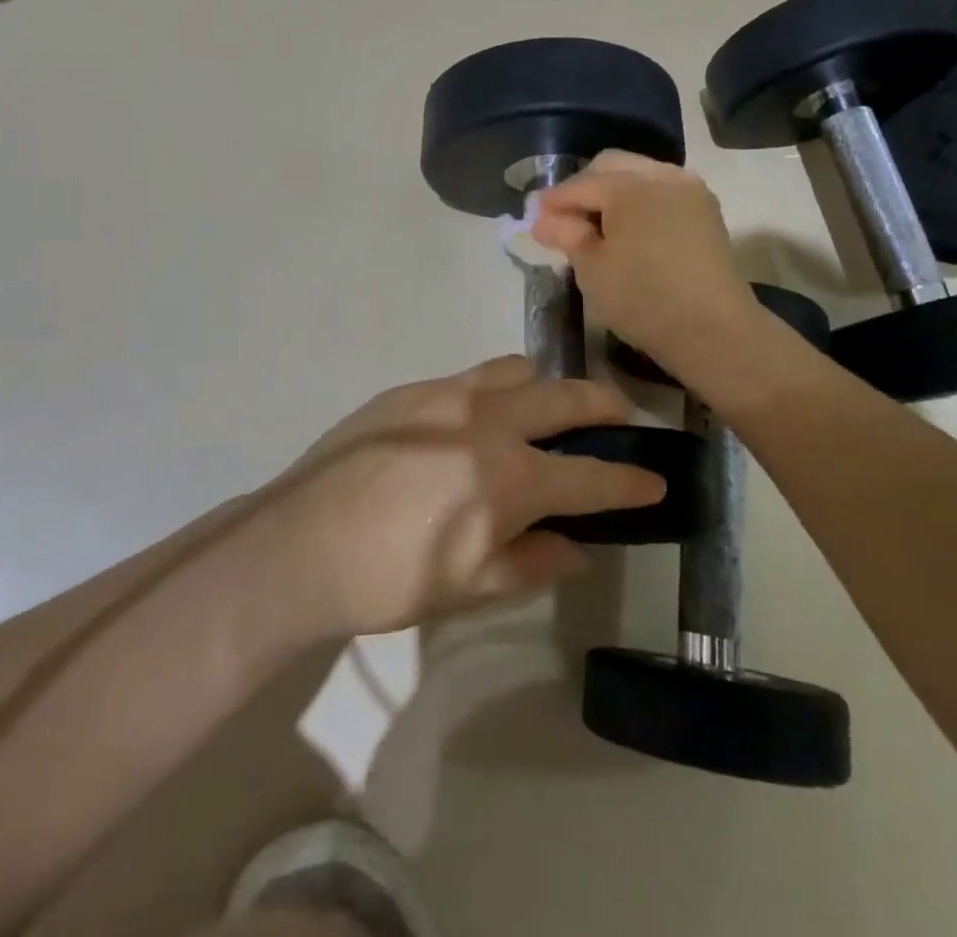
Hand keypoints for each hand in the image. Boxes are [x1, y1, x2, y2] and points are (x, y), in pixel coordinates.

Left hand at [267, 357, 663, 634]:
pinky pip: (471, 376)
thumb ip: (533, 562)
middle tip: (621, 416)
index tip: (657, 479)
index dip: (631, 482)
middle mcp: (487, 421)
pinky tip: (478, 420)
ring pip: (518, 369)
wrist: (299, 543)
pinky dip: (495, 390)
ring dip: (546, 386)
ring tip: (546, 410)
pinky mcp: (410, 389)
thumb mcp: (471, 587)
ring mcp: (446, 395)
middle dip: (605, 405)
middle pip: (566, 398)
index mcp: (508, 478)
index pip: (592, 479)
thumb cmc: (389, 579)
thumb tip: (577, 548)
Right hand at [531, 151, 760, 367]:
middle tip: (564, 218)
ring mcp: (689, 190)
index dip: (553, 200)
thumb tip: (545, 220)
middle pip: (612, 166)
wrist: (713, 329)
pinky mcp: (705, 211)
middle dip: (584, 187)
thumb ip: (567, 236)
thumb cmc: (642, 298)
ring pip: (640, 174)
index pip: (580, 184)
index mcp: (630, 185)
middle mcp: (661, 175)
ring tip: (596, 224)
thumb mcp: (592, 269)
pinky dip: (640, 202)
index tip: (533, 216)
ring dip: (614, 191)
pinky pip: (662, 191)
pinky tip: (629, 229)